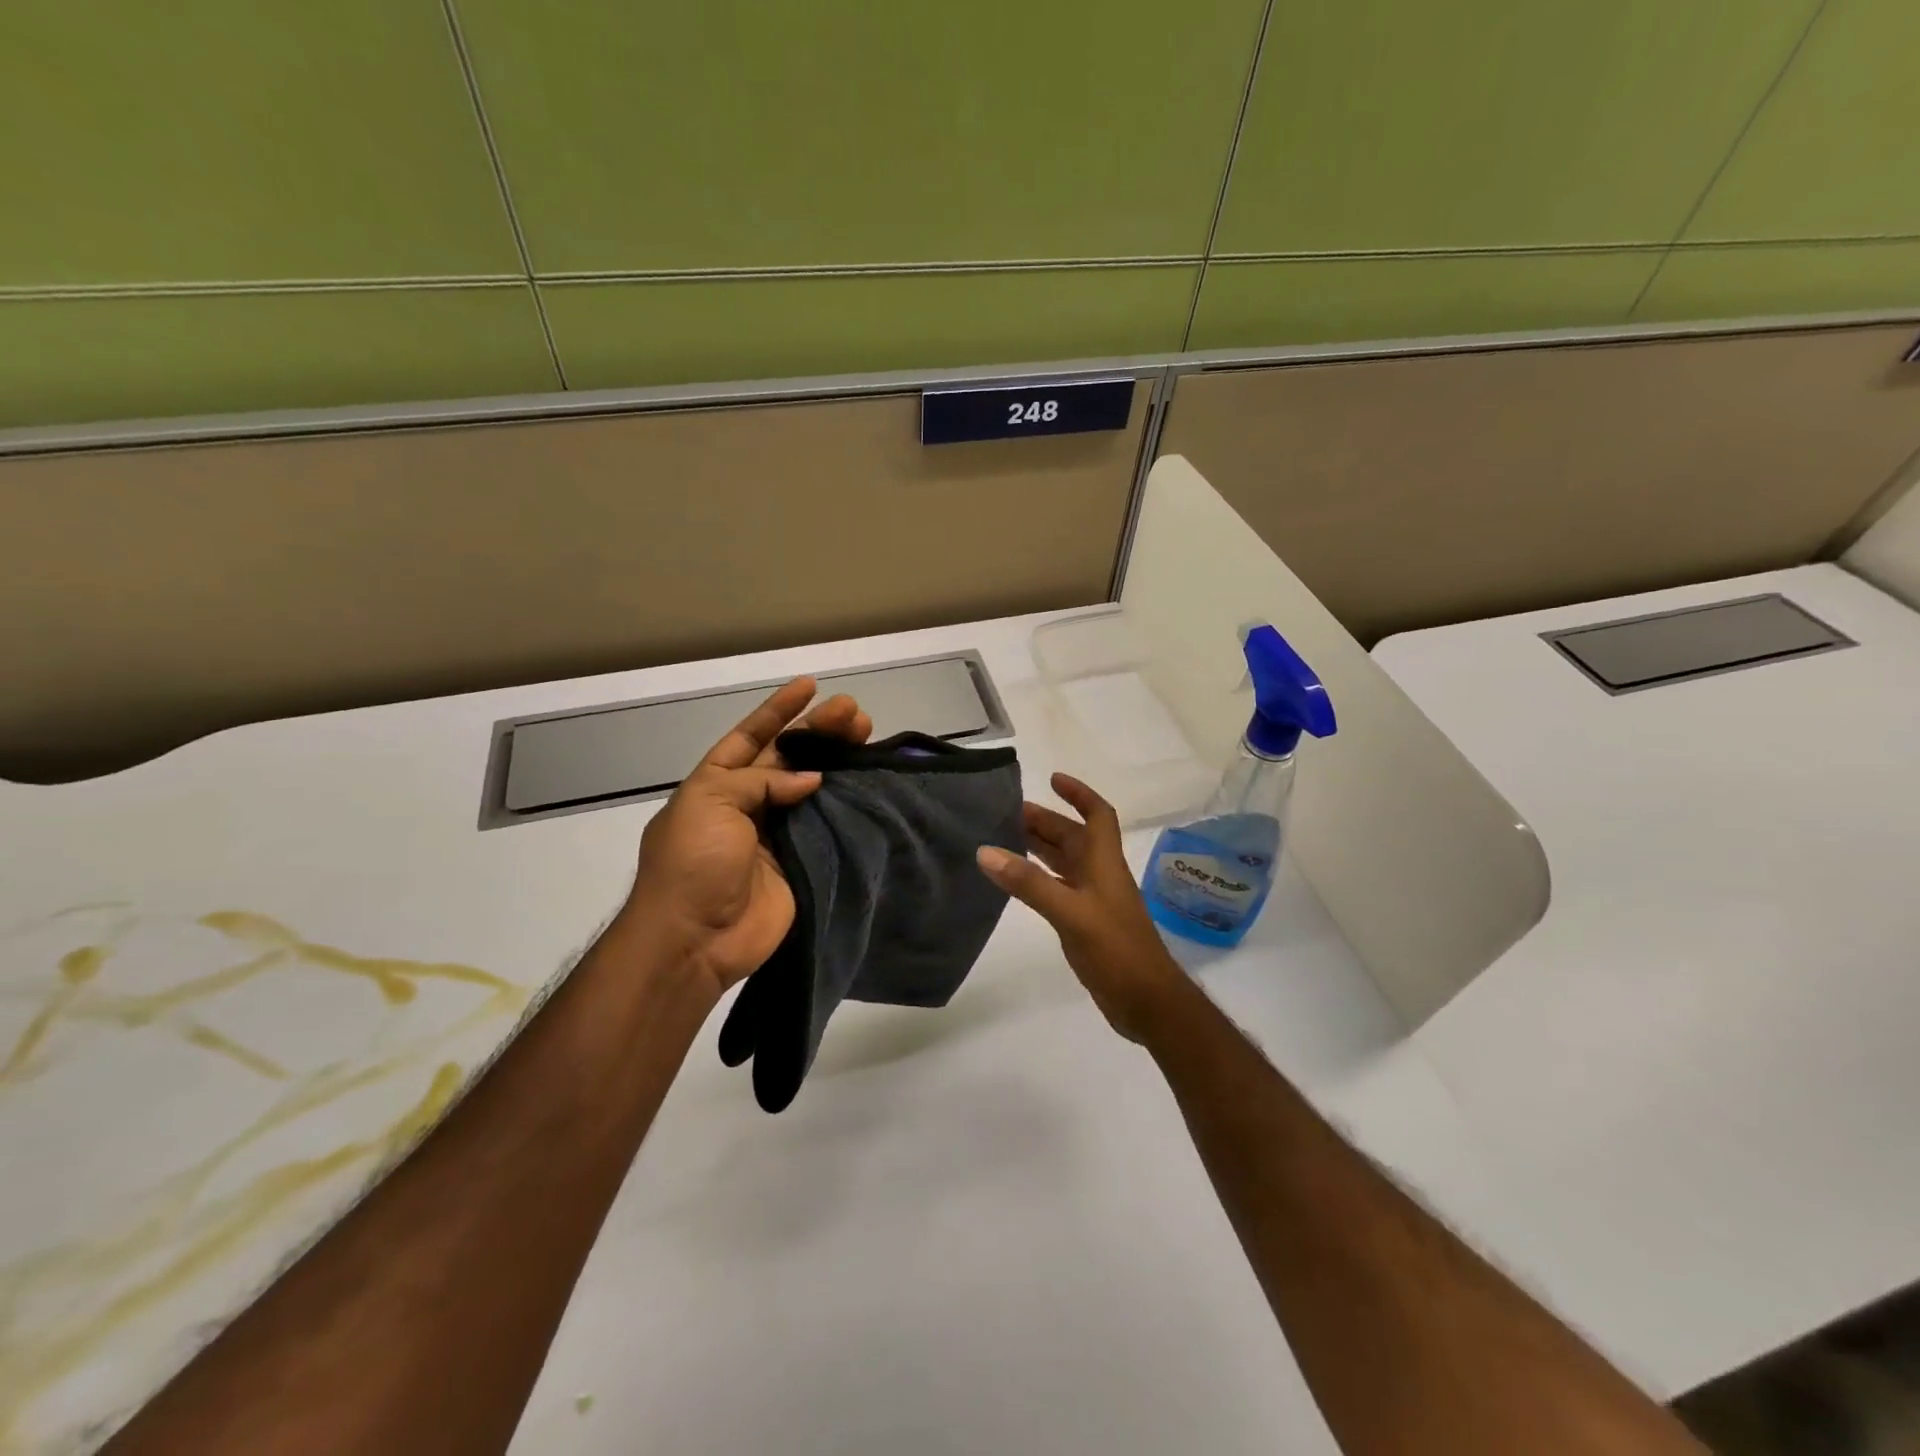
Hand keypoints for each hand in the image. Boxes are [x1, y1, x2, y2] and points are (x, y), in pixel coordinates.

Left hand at [623, 678, 872, 1000]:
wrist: (697, 939)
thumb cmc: (693, 863)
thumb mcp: (710, 803)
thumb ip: (760, 781)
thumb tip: (810, 779)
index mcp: (718, 784)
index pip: (751, 736)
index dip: (778, 710)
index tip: (810, 686)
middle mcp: (749, 803)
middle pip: (789, 757)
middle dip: (818, 730)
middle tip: (853, 711)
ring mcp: (778, 832)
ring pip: (814, 786)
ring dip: (838, 760)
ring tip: (866, 733)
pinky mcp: (804, 860)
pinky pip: (828, 824)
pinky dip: (846, 802)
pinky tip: (867, 780)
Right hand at [975, 773, 1192, 1042]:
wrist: (1147, 1002)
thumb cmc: (1116, 950)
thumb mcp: (1070, 912)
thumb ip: (1028, 883)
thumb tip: (986, 851)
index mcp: (1104, 863)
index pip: (1098, 815)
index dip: (1079, 793)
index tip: (1052, 778)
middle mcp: (1100, 875)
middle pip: (1074, 837)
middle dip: (1045, 821)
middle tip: (1006, 813)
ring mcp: (1094, 901)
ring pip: (1065, 862)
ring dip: (1040, 848)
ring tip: (1004, 838)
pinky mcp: (1086, 924)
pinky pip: (1058, 888)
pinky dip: (1038, 878)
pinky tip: (1017, 882)